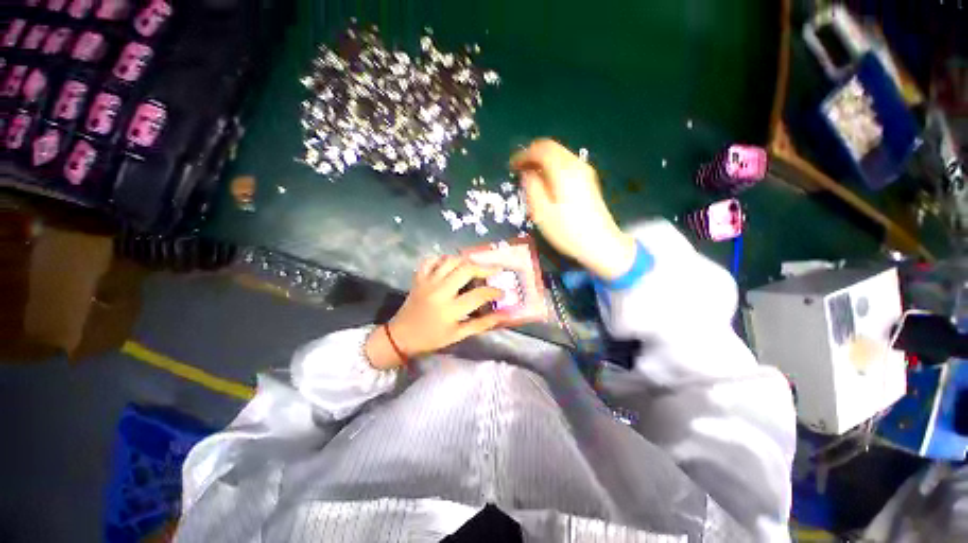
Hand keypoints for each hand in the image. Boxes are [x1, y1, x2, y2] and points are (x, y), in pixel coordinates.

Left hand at [365, 256, 507, 369]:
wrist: (401, 336)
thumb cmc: (432, 338)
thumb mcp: (458, 335)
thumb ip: (482, 324)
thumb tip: (504, 315)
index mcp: (450, 309)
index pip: (479, 295)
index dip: (494, 292)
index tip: (502, 292)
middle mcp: (440, 291)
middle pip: (466, 269)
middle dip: (484, 268)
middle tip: (494, 271)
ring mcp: (428, 281)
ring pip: (450, 260)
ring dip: (465, 261)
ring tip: (474, 266)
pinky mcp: (419, 277)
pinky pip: (431, 260)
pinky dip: (442, 258)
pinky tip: (450, 264)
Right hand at [510, 139, 636, 279]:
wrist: (600, 243)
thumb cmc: (567, 230)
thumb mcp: (541, 212)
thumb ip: (532, 187)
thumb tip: (527, 173)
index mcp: (563, 171)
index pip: (541, 149)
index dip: (523, 154)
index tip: (512, 166)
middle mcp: (576, 165)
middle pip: (552, 147)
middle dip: (532, 155)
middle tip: (519, 169)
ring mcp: (585, 172)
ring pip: (559, 154)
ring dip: (542, 160)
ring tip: (529, 176)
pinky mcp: (588, 181)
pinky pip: (566, 164)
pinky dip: (552, 167)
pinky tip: (546, 182)